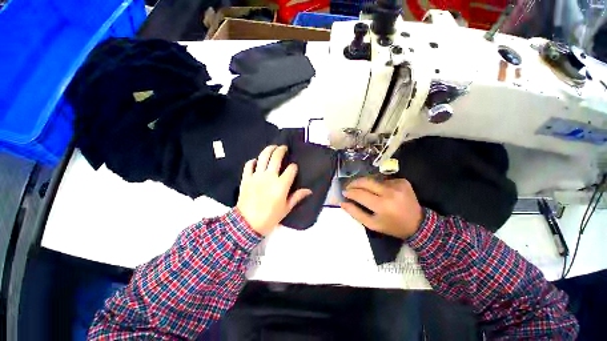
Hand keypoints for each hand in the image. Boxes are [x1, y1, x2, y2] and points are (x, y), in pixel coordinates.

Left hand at [236, 145, 311, 235]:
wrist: (247, 224)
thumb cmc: (270, 217)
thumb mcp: (286, 208)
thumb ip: (297, 197)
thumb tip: (309, 191)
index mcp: (281, 185)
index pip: (291, 169)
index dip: (294, 167)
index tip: (293, 169)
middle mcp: (269, 177)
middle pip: (276, 157)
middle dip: (281, 150)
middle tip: (284, 148)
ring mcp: (256, 176)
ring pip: (263, 157)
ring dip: (268, 150)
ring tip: (273, 147)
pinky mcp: (246, 178)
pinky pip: (249, 165)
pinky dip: (253, 161)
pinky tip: (256, 161)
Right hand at [341, 178, 422, 238]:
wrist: (418, 223)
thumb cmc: (392, 226)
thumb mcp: (372, 224)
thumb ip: (356, 213)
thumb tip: (342, 203)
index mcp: (382, 206)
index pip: (360, 194)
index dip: (349, 192)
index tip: (344, 192)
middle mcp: (389, 192)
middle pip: (365, 181)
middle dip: (354, 183)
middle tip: (349, 186)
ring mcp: (397, 185)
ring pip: (373, 180)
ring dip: (366, 184)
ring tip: (364, 190)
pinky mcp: (402, 181)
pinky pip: (383, 180)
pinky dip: (378, 184)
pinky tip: (380, 191)